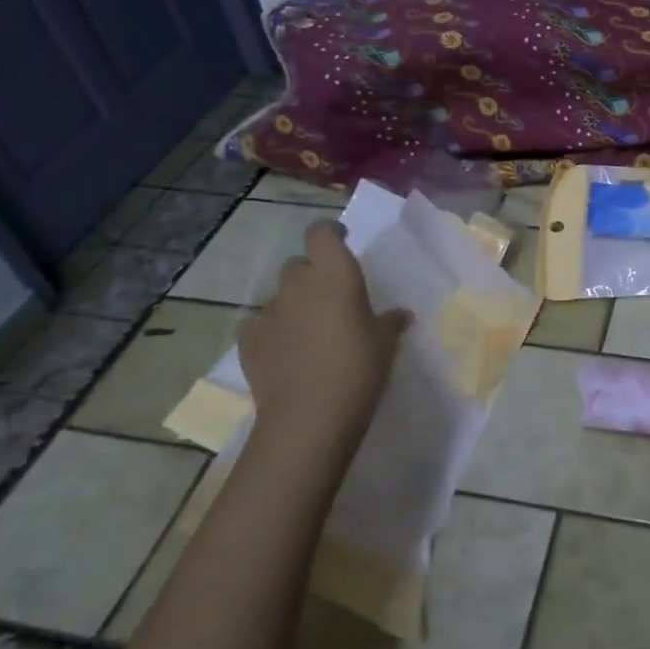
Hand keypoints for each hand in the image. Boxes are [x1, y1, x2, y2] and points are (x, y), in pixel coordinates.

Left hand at [237, 220, 410, 459]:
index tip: (342, 239)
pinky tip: (284, 349)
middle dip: (313, 274)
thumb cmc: (359, 368)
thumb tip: (400, 315)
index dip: (330, 232)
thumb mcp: (386, 343)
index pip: (321, 232)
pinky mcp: (249, 340)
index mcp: (334, 273)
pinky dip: (272, 330)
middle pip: (299, 264)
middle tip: (331, 297)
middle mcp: (298, 284)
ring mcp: (269, 311)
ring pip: (280, 295)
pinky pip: (259, 324)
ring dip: (294, 304)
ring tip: (309, 330)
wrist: (309, 416)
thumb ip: (391, 321)